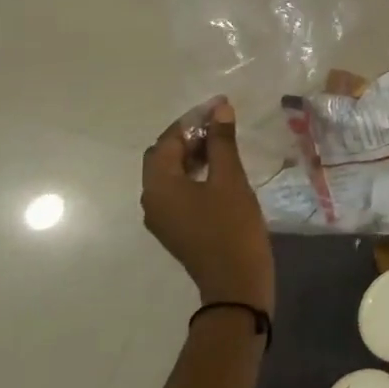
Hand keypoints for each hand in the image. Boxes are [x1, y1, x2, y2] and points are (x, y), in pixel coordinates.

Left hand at [140, 100, 274, 313]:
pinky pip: (179, 190)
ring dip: (193, 153)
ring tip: (224, 141)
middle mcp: (152, 199)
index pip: (167, 141)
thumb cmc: (232, 226)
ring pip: (171, 173)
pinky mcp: (177, 226)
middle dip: (190, 136)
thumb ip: (222, 142)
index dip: (192, 120)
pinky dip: (195, 173)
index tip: (219, 105)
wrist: (236, 281)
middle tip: (222, 122)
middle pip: (164, 156)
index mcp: (159, 186)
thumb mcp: (230, 179)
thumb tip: (219, 110)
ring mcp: (163, 216)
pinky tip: (220, 168)